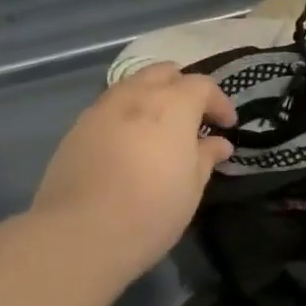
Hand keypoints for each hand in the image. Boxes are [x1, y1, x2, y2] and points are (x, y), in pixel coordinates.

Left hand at [31, 64, 236, 278]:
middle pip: (163, 72)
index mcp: (172, 104)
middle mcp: (136, 94)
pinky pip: (109, 106)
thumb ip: (205, 157)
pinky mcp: (78, 126)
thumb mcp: (191, 188)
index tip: (227, 125)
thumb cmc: (150, 211)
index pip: (202, 85)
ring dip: (151, 96)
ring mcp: (102, 107)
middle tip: (192, 117)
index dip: (219, 102)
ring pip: (133, 84)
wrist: (80, 232)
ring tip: (159, 127)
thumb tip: (219, 143)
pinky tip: (128, 141)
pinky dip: (126, 113)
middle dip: (182, 87)